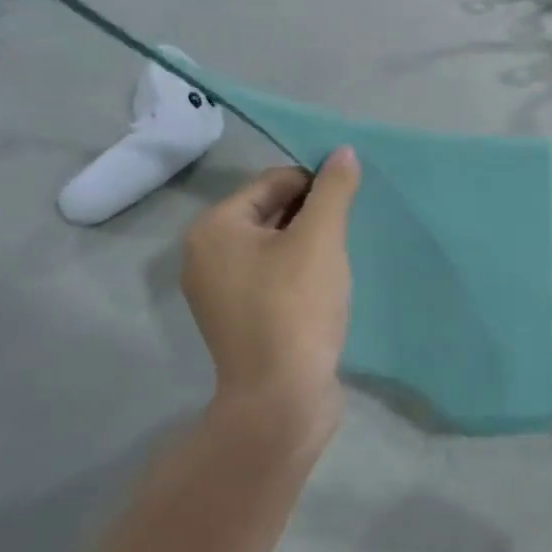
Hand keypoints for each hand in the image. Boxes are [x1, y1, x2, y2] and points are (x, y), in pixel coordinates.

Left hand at [181, 148, 359, 440]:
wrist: (280, 399)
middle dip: (310, 216)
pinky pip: (270, 277)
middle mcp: (205, 255)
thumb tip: (343, 151)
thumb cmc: (295, 307)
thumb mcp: (320, 238)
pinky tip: (323, 289)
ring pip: (272, 246)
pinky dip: (297, 273)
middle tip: (343, 235)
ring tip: (336, 262)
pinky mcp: (238, 319)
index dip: (314, 186)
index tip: (346, 207)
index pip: (271, 182)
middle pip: (268, 212)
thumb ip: (333, 189)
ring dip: (307, 245)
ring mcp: (218, 292)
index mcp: (214, 229)